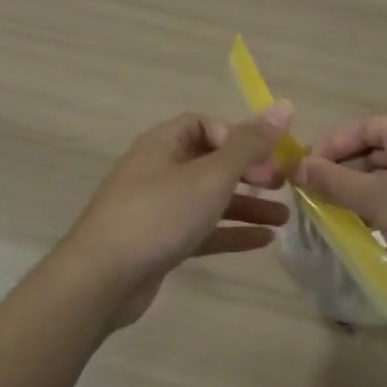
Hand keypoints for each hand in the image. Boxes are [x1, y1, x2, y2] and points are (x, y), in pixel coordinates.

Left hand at [59, 106, 291, 324]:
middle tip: (282, 185)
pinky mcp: (159, 243)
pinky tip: (264, 241)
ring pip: (209, 198)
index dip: (239, 136)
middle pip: (211, 161)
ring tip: (285, 219)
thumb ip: (249, 144)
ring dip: (246, 205)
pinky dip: (230, 232)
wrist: (101, 279)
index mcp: (163, 143)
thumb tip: (283, 106)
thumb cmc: (159, 214)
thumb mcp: (211, 175)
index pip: (206, 125)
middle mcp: (159, 170)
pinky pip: (201, 230)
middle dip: (249, 172)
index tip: (266, 157)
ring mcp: (157, 208)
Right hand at [295, 112, 386, 294]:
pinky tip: (379, 222)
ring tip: (343, 211)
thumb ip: (334, 181)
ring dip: (367, 186)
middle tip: (320, 194)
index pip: (362, 126)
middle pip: (379, 144)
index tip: (305, 173)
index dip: (329, 147)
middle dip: (347, 169)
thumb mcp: (377, 202)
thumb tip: (298, 166)